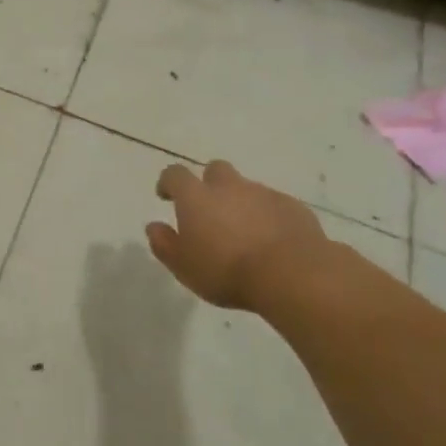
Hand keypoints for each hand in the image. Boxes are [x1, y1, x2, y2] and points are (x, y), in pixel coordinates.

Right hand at [146, 160, 334, 310]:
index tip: (166, 196)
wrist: (292, 274)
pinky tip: (271, 240)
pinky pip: (274, 204)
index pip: (174, 174)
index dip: (168, 182)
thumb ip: (164, 244)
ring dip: (241, 202)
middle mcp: (228, 187)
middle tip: (210, 211)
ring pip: (247, 188)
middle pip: (215, 171)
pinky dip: (268, 216)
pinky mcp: (292, 207)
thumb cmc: (227, 271)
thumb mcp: (183, 266)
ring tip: (243, 232)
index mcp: (196, 197)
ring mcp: (263, 194)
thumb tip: (153, 227)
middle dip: (209, 184)